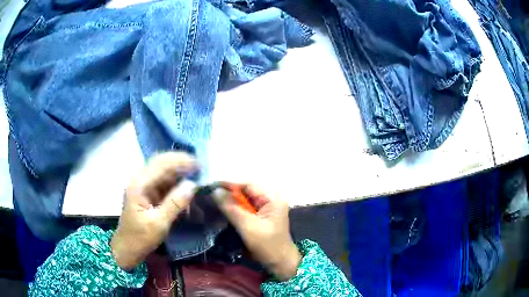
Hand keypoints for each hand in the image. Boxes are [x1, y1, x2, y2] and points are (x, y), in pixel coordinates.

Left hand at [111, 152, 198, 269]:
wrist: (128, 248)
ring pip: (164, 172)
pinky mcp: (148, 193)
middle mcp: (140, 179)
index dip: (181, 161)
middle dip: (181, 163)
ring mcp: (143, 186)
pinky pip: (164, 183)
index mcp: (139, 184)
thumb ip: (175, 203)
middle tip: (200, 167)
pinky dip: (176, 184)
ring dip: (179, 173)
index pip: (162, 164)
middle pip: (162, 163)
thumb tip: (193, 185)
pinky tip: (186, 188)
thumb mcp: (159, 223)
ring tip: (197, 176)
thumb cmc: (141, 238)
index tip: (200, 164)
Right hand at [213, 185, 300, 280]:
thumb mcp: (248, 226)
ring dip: (230, 200)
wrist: (279, 263)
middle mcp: (270, 199)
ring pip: (244, 199)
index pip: (248, 184)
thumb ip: (232, 208)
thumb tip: (215, 191)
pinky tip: (222, 209)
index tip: (211, 185)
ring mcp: (266, 208)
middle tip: (209, 193)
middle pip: (246, 191)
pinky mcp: (261, 216)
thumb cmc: (267, 245)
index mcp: (272, 198)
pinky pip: (245, 208)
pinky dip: (234, 208)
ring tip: (213, 199)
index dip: (229, 183)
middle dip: (228, 192)